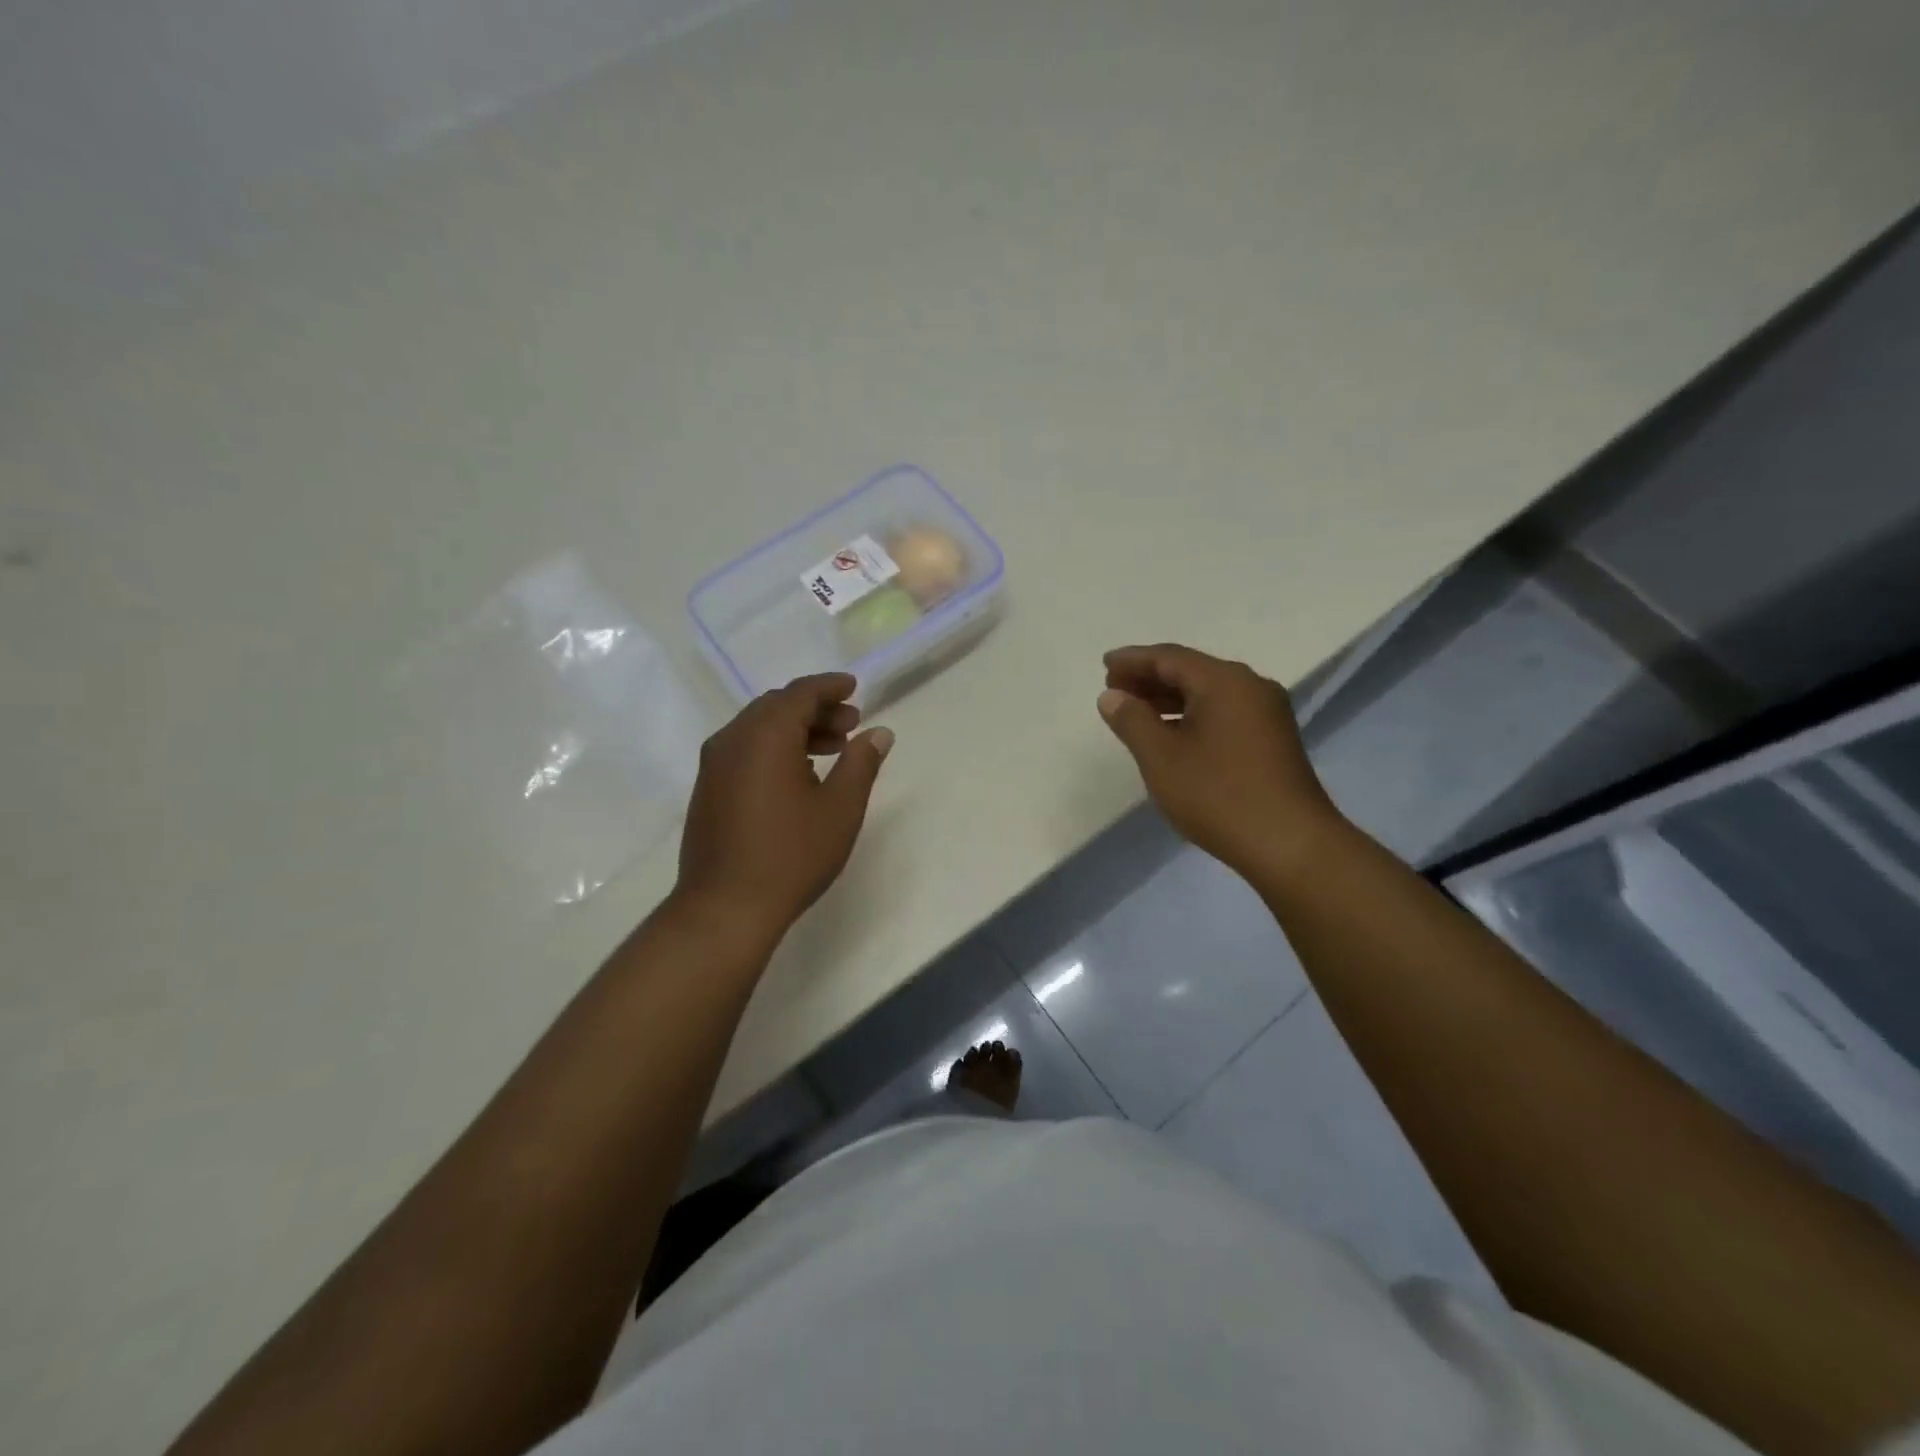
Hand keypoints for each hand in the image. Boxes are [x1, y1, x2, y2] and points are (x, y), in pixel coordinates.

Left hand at [673, 673, 893, 940]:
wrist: (725, 908)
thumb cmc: (791, 855)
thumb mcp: (841, 808)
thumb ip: (861, 763)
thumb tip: (878, 733)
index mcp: (766, 735)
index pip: (800, 693)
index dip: (830, 687)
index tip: (854, 688)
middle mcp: (733, 739)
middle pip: (777, 706)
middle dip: (816, 710)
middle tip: (850, 724)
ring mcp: (714, 765)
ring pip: (758, 728)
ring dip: (795, 730)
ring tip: (832, 749)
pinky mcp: (708, 789)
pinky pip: (744, 750)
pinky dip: (774, 748)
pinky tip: (798, 774)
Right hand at [1098, 643, 1342, 877]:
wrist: (1290, 844)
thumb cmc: (1218, 795)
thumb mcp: (1161, 758)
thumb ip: (1132, 721)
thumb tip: (1111, 696)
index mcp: (1224, 682)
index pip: (1170, 657)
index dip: (1133, 659)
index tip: (1104, 664)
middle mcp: (1250, 687)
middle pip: (1191, 671)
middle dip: (1150, 678)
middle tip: (1114, 688)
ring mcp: (1267, 713)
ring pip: (1208, 693)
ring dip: (1169, 698)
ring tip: (1135, 711)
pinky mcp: (1273, 740)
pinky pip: (1223, 712)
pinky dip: (1192, 715)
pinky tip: (1172, 735)